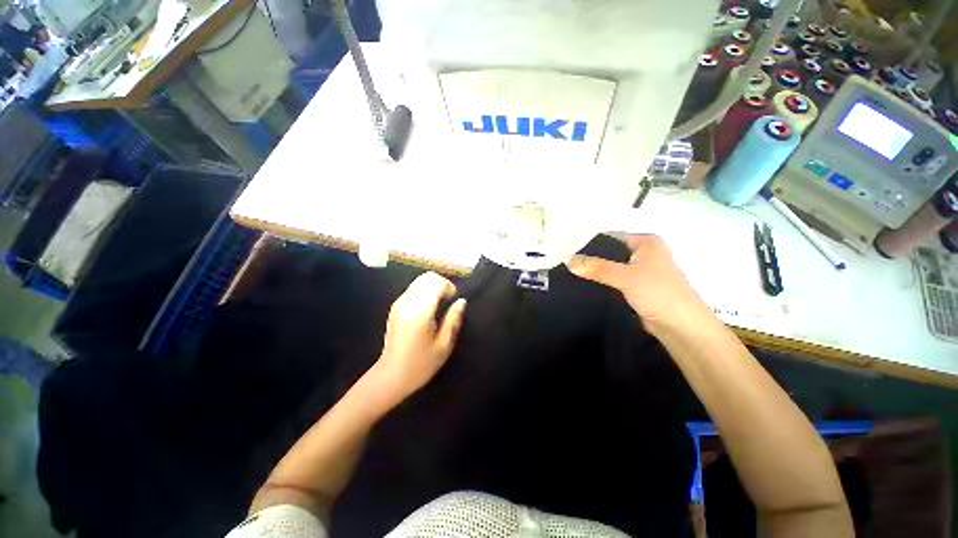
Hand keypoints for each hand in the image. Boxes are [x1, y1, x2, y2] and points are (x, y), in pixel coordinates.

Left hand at [372, 272, 466, 404]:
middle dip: (441, 284)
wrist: (390, 376)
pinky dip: (424, 292)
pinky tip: (428, 309)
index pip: (435, 282)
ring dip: (433, 287)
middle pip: (427, 277)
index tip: (453, 301)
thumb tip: (461, 301)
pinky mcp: (395, 307)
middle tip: (448, 302)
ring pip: (419, 281)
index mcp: (420, 312)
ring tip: (439, 305)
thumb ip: (453, 320)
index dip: (449, 287)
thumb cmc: (421, 365)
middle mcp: (407, 302)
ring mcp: (399, 303)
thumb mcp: (444, 345)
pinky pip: (413, 289)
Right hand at [566, 234, 711, 333]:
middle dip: (589, 258)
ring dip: (593, 271)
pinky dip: (599, 282)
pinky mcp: (634, 287)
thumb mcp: (626, 277)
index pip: (610, 237)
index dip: (589, 242)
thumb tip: (569, 261)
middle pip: (608, 252)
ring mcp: (638, 271)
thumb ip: (597, 268)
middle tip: (565, 262)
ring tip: (568, 272)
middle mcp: (642, 253)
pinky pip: (612, 280)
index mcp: (645, 242)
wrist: (681, 327)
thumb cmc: (659, 294)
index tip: (566, 249)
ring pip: (609, 267)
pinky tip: (582, 285)